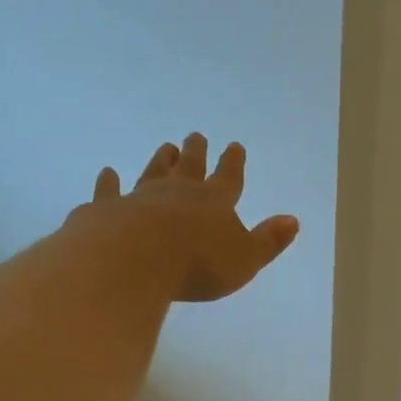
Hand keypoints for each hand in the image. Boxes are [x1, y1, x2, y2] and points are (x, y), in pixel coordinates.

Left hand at [70, 134, 299, 302]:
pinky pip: (109, 192)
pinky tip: (107, 174)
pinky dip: (109, 183)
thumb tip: (292, 220)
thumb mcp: (245, 259)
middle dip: (196, 152)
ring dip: (160, 160)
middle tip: (196, 136)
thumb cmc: (196, 264)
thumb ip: (268, 241)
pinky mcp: (107, 210)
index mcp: (214, 202)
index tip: (235, 146)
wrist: (133, 259)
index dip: (233, 163)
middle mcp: (177, 192)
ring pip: (152, 172)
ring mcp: (139, 197)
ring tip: (165, 147)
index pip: (228, 177)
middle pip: (189, 167)